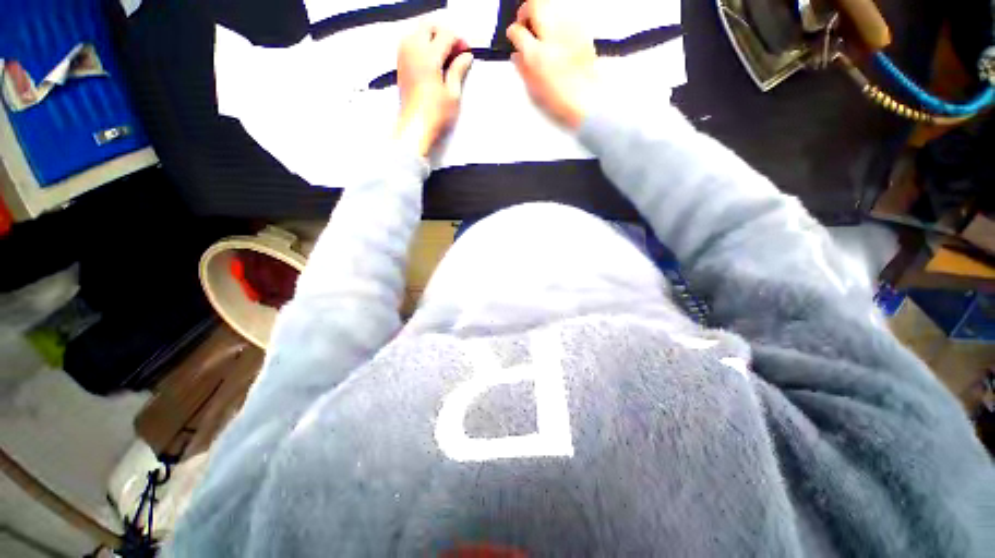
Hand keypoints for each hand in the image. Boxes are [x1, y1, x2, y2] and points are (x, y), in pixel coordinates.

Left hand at [395, 25, 473, 156]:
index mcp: (429, 57)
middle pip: (429, 26)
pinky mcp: (400, 63)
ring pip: (418, 31)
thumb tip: (466, 56)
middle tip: (455, 51)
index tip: (467, 53)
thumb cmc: (436, 114)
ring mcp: (404, 55)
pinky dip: (422, 44)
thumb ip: (458, 70)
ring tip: (444, 55)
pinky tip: (431, 60)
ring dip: (432, 37)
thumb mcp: (453, 94)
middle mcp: (413, 49)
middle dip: (444, 34)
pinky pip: (410, 41)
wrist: (414, 127)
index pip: (446, 35)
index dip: (459, 40)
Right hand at [506, 0, 598, 129]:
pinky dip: (558, 19)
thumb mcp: (535, 88)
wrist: (588, 99)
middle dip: (526, 11)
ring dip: (543, 13)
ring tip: (541, 27)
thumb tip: (517, 55)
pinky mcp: (582, 30)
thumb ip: (523, 68)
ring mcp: (569, 29)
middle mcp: (552, 36)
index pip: (517, 32)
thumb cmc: (562, 98)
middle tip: (525, 22)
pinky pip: (566, 14)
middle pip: (535, 5)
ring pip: (551, 5)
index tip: (513, 36)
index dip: (513, 33)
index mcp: (537, 54)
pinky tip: (557, 34)